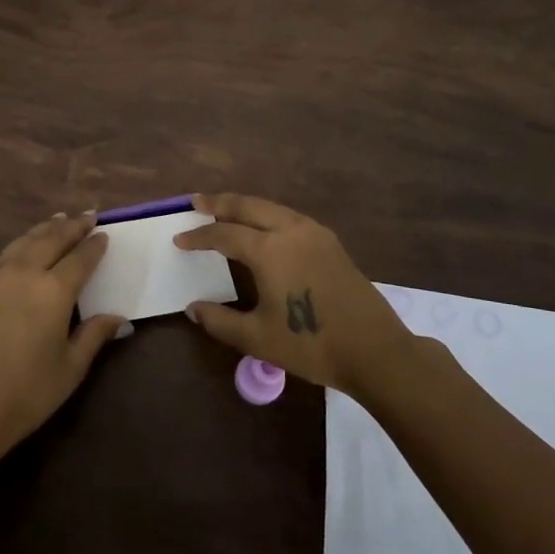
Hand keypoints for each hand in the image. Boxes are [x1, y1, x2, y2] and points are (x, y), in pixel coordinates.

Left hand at [0, 212, 125, 461]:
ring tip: (59, 219)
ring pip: (26, 241)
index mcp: (54, 291)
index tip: (105, 234)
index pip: (80, 259)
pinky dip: (23, 241)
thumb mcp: (70, 368)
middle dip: (72, 226)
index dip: (94, 246)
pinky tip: (27, 244)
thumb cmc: (26, 393)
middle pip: (52, 240)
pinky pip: (8, 252)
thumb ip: (94, 336)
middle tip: (88, 215)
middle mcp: (27, 274)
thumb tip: (119, 318)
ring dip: (46, 228)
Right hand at [174, 193, 409, 393]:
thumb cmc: (311, 344)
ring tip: (225, 209)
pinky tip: (263, 226)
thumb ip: (220, 321)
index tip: (179, 239)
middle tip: (197, 202)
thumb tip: (193, 308)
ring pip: (271, 207)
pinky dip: (267, 214)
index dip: (199, 236)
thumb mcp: (257, 338)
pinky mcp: (330, 242)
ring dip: (245, 205)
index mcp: (269, 250)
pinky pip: (289, 216)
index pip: (224, 234)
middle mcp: (290, 230)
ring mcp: (314, 233)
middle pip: (248, 206)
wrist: (375, 351)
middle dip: (220, 202)